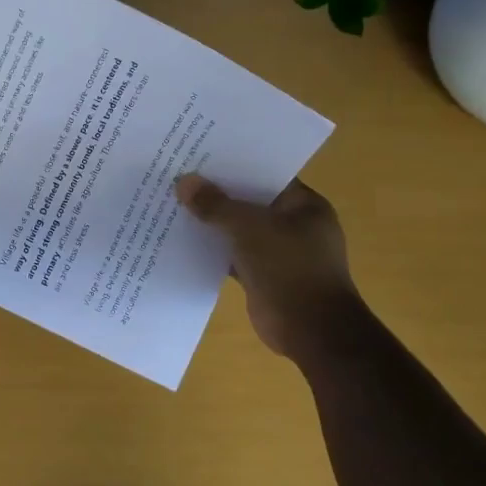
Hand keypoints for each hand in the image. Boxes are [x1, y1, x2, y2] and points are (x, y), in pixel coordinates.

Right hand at [175, 172, 355, 359]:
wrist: (311, 330)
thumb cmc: (289, 268)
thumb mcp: (249, 229)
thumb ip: (216, 205)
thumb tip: (184, 182)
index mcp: (304, 205)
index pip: (266, 175)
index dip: (235, 165)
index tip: (200, 155)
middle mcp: (295, 225)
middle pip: (250, 202)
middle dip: (218, 193)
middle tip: (180, 177)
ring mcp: (280, 253)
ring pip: (240, 230)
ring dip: (213, 223)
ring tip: (175, 204)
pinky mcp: (264, 276)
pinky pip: (234, 255)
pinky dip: (214, 250)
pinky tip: (183, 241)